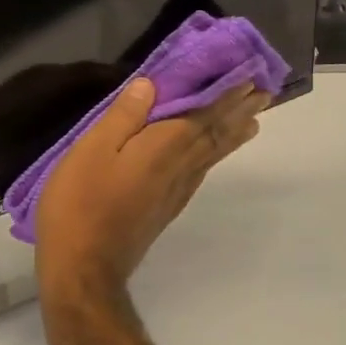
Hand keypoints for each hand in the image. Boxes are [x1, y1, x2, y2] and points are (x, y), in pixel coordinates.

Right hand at [34, 78, 266, 304]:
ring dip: (232, 135)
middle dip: (239, 113)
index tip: (251, 77)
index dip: (227, 96)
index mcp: (163, 148)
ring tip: (252, 121)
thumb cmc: (81, 202)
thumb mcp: (92, 150)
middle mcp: (179, 169)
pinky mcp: (165, 208)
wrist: (83, 267)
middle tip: (265, 94)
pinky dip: (214, 156)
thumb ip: (123, 116)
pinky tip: (210, 157)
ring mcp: (174, 192)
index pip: (204, 116)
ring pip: (211, 156)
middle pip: (215, 136)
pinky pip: (200, 172)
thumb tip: (151, 85)